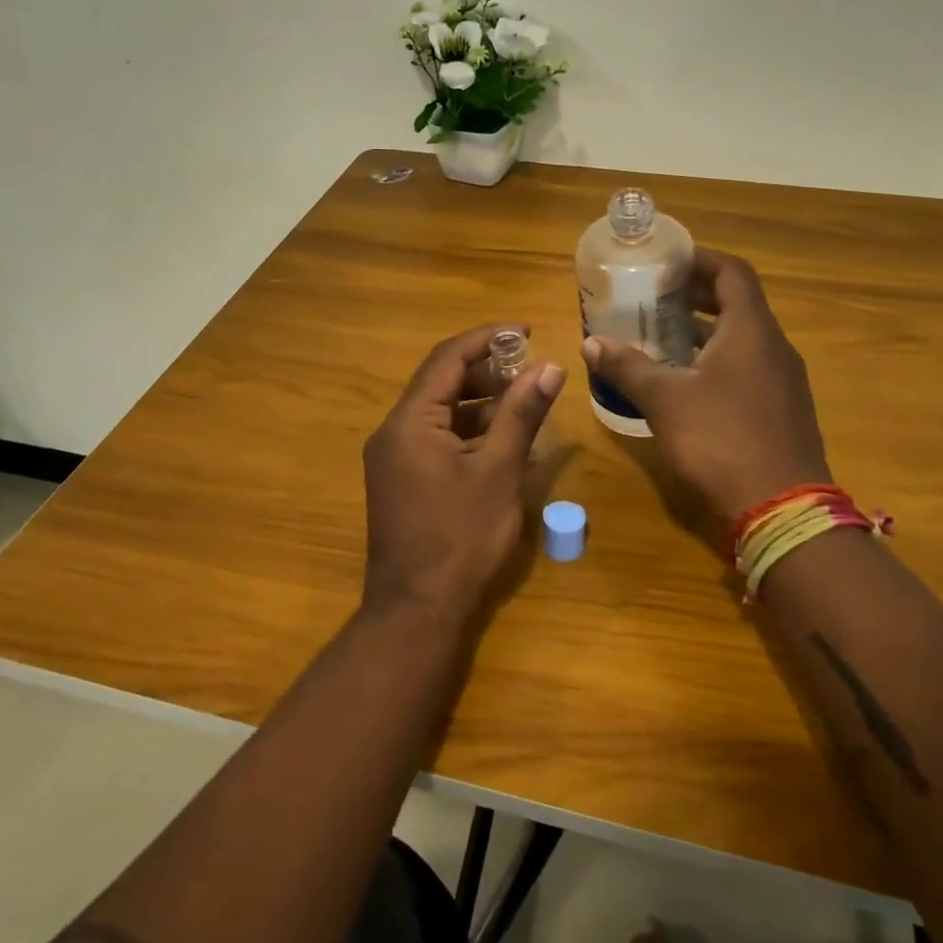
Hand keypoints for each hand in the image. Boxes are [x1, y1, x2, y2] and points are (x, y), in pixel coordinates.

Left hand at [363, 324, 565, 627]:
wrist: (417, 611)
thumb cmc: (461, 538)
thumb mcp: (499, 471)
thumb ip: (522, 414)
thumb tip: (550, 367)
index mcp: (409, 421)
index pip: (447, 358)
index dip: (487, 337)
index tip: (526, 330)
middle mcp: (393, 431)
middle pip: (440, 382)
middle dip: (486, 371)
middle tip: (530, 370)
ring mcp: (393, 458)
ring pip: (439, 411)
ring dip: (479, 401)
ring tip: (523, 402)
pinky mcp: (401, 480)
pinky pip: (435, 438)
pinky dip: (467, 431)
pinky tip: (502, 440)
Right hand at [583, 250, 829, 519]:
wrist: (782, 507)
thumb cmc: (720, 439)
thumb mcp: (665, 400)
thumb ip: (627, 367)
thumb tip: (590, 343)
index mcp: (751, 331)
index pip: (732, 273)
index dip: (700, 260)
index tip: (667, 261)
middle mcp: (774, 347)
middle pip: (738, 303)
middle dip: (697, 294)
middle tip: (655, 296)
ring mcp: (783, 380)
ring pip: (743, 338)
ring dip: (706, 330)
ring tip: (663, 335)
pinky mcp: (782, 409)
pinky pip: (749, 366)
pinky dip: (718, 359)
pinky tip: (687, 381)